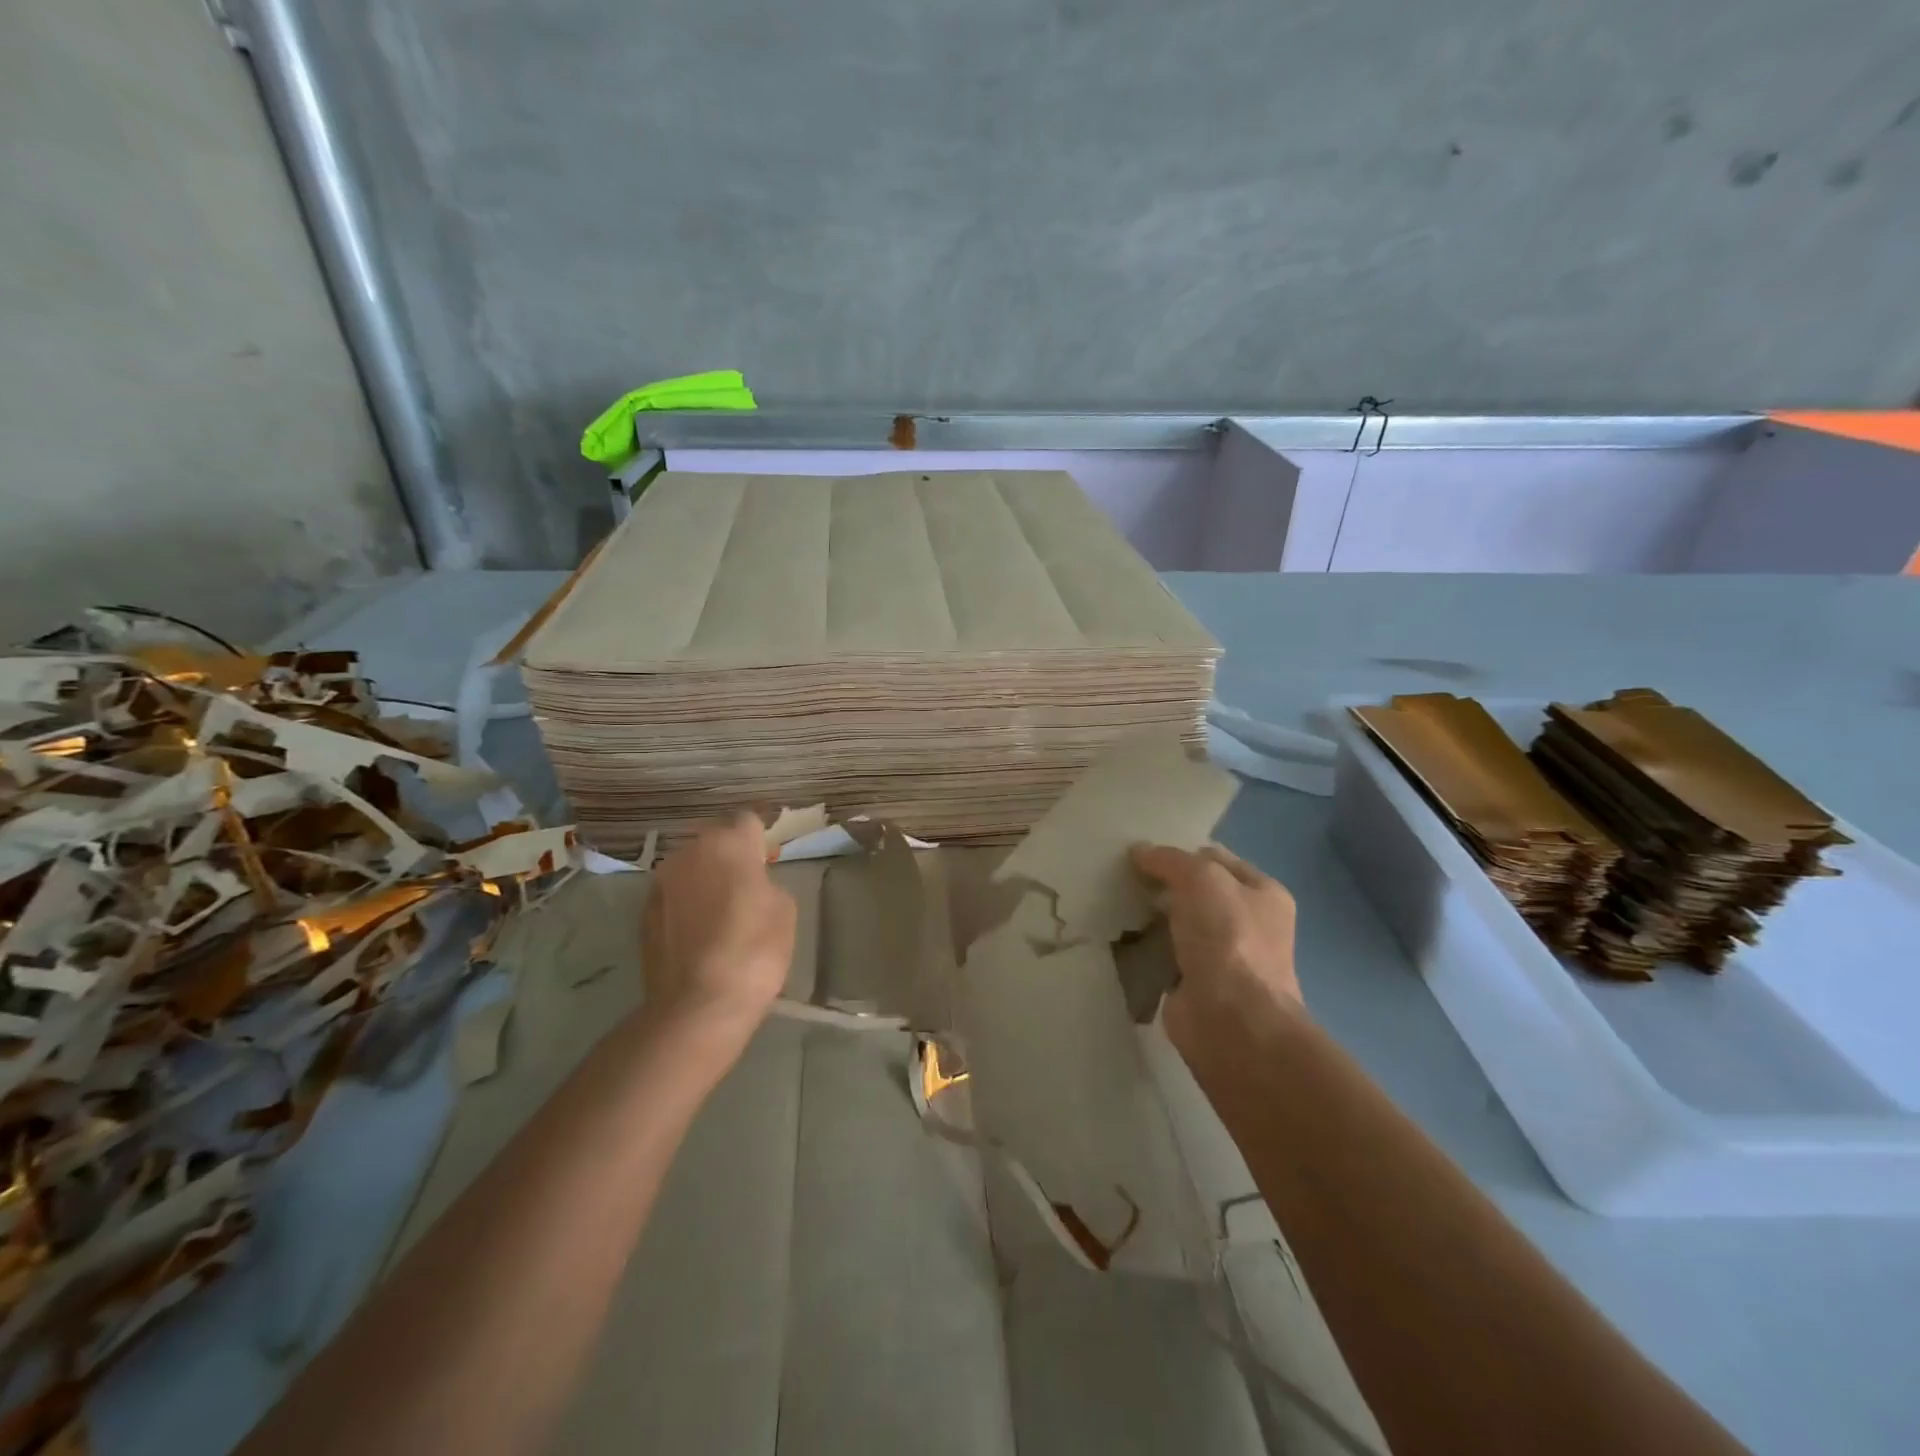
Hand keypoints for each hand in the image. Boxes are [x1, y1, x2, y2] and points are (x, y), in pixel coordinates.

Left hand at [639, 813, 796, 1059]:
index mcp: (728, 843)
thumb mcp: (785, 909)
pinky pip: (674, 896)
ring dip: (705, 879)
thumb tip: (751, 884)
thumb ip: (767, 882)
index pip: (748, 820)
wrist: (698, 1005)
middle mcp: (688, 852)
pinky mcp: (644, 914)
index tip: (769, 858)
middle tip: (748, 884)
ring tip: (721, 910)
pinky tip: (700, 933)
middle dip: (730, 855)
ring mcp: (660, 882)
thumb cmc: (754, 950)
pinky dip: (686, 905)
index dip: (761, 838)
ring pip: (690, 868)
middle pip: (714, 840)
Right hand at [1129, 843, 1302, 1061]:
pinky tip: (1119, 939)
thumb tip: (1139, 851)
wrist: (1232, 1021)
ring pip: (1179, 924)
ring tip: (1113, 903)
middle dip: (1163, 884)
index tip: (1141, 853)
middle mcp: (1248, 923)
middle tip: (1121, 876)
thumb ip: (1170, 860)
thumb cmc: (1228, 939)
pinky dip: (1145, 950)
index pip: (1216, 859)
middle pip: (1197, 892)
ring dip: (1151, 917)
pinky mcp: (1196, 985)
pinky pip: (1165, 956)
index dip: (1181, 852)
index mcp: (1263, 893)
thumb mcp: (1201, 879)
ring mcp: (1223, 957)